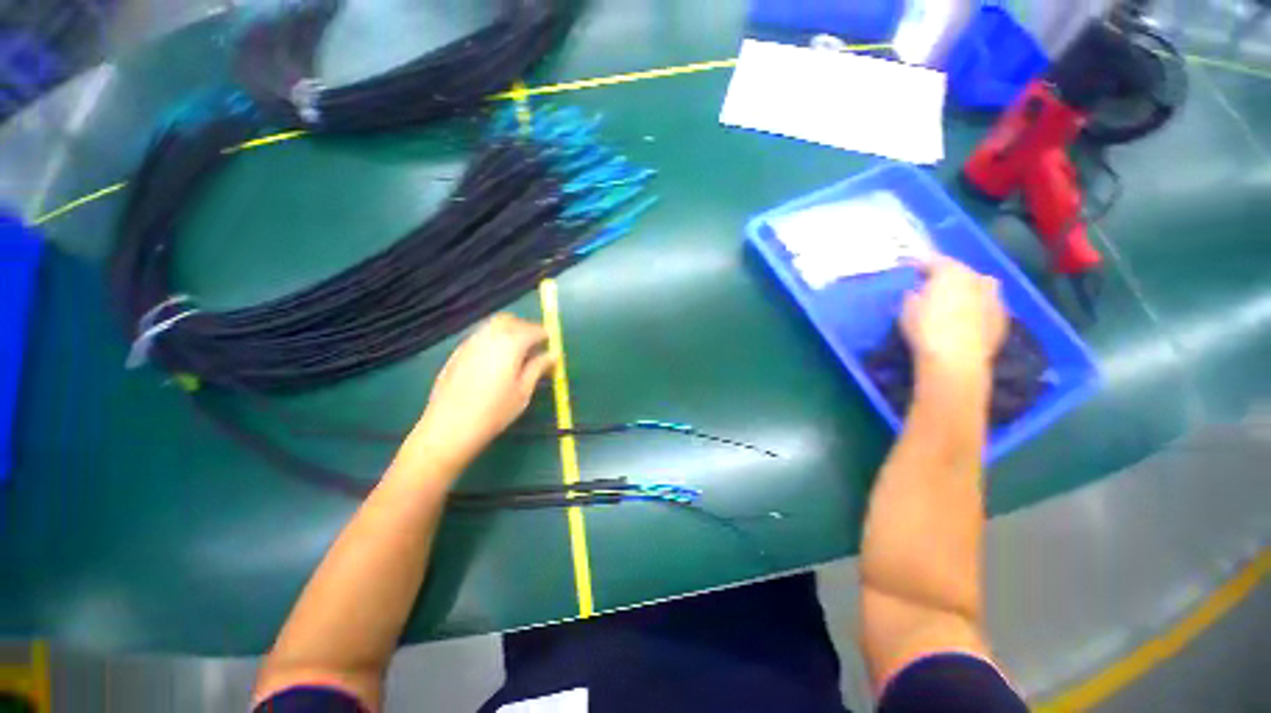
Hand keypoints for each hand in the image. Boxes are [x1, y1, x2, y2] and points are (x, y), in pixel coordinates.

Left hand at [404, 314, 556, 475]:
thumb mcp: (524, 391)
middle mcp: (489, 336)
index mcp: (510, 344)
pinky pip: (480, 336)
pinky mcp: (457, 352)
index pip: (533, 330)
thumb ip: (539, 368)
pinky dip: (493, 339)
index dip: (545, 335)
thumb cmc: (494, 412)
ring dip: (509, 331)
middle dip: (525, 328)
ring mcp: (470, 343)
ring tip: (517, 353)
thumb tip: (554, 354)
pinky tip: (496, 360)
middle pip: (510, 320)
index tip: (552, 344)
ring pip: (493, 326)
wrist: (449, 427)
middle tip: (535, 346)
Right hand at [901, 257, 1006, 380]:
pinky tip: (964, 319)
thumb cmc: (926, 328)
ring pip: (977, 287)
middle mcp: (977, 278)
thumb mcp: (906, 309)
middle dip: (944, 277)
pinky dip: (974, 308)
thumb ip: (912, 295)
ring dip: (964, 290)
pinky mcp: (1003, 317)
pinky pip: (985, 305)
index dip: (918, 264)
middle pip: (959, 271)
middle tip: (929, 286)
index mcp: (952, 272)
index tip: (907, 269)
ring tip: (950, 302)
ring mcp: (994, 297)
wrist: (956, 358)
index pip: (933, 260)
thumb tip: (916, 292)